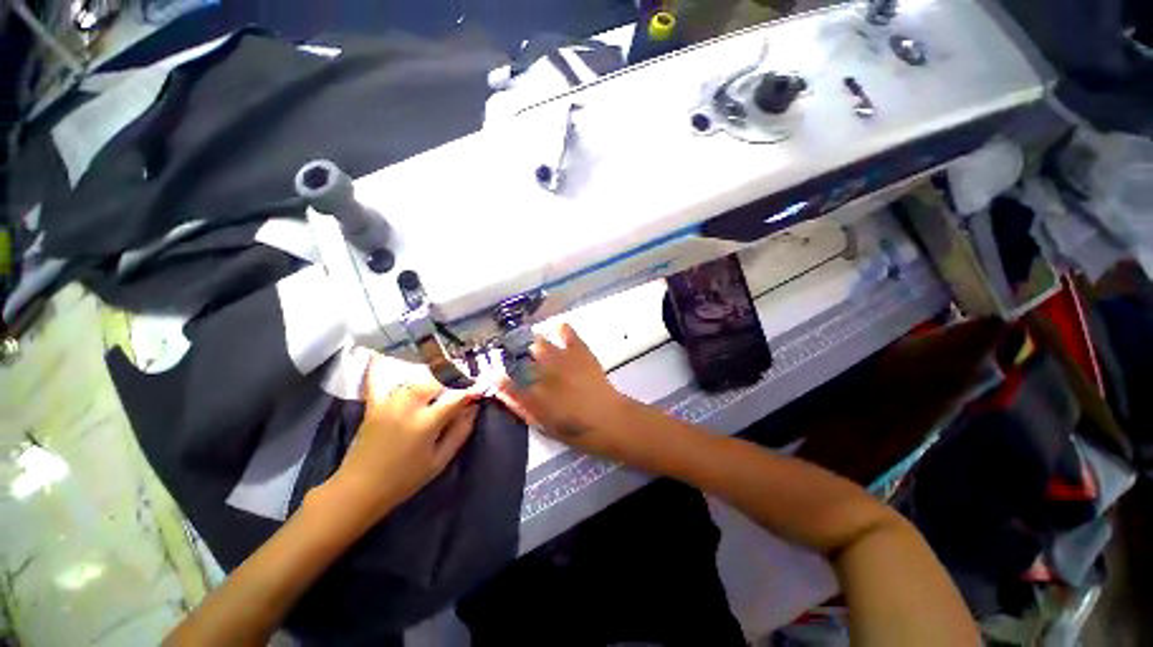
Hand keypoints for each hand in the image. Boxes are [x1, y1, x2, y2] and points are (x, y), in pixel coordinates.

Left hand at [324, 354, 480, 525]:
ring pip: (416, 377)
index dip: (472, 391)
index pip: (456, 397)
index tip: (483, 387)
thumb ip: (460, 432)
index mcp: (426, 422)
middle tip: (463, 383)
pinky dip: (382, 366)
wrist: (359, 489)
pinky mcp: (375, 404)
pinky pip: (378, 379)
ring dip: (433, 376)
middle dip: (454, 379)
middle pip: (437, 380)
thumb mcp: (439, 462)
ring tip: (443, 379)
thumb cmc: (404, 479)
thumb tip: (473, 409)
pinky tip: (383, 355)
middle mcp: (408, 405)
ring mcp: (389, 402)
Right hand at [496, 323, 633, 454]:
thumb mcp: (542, 424)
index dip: (498, 377)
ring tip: (536, 344)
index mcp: (532, 394)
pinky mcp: (579, 351)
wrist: (607, 418)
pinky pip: (566, 332)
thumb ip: (519, 406)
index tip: (495, 374)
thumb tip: (500, 390)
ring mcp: (561, 358)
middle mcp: (543, 373)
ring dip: (535, 344)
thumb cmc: (574, 428)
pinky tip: (558, 330)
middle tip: (521, 360)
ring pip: (539, 343)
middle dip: (518, 357)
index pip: (506, 382)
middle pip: (521, 357)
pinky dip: (561, 329)